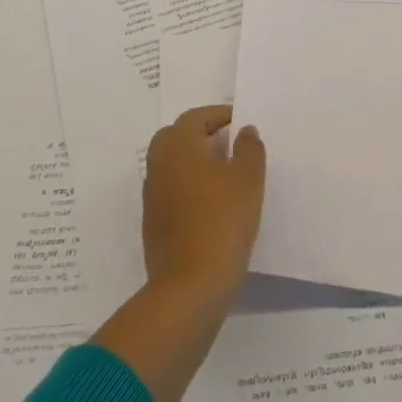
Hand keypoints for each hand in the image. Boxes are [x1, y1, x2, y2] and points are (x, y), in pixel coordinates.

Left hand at [142, 104, 265, 302]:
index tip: (239, 122)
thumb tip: (245, 132)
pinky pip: (170, 191)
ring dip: (192, 161)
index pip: (194, 117)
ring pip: (170, 165)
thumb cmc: (222, 222)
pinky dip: (187, 186)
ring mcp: (152, 197)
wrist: (189, 287)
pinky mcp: (153, 224)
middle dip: (199, 134)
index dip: (218, 115)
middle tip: (226, 143)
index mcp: (178, 146)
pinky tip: (210, 204)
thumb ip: (249, 149)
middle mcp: (159, 165)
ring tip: (223, 173)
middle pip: (174, 136)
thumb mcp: (248, 180)